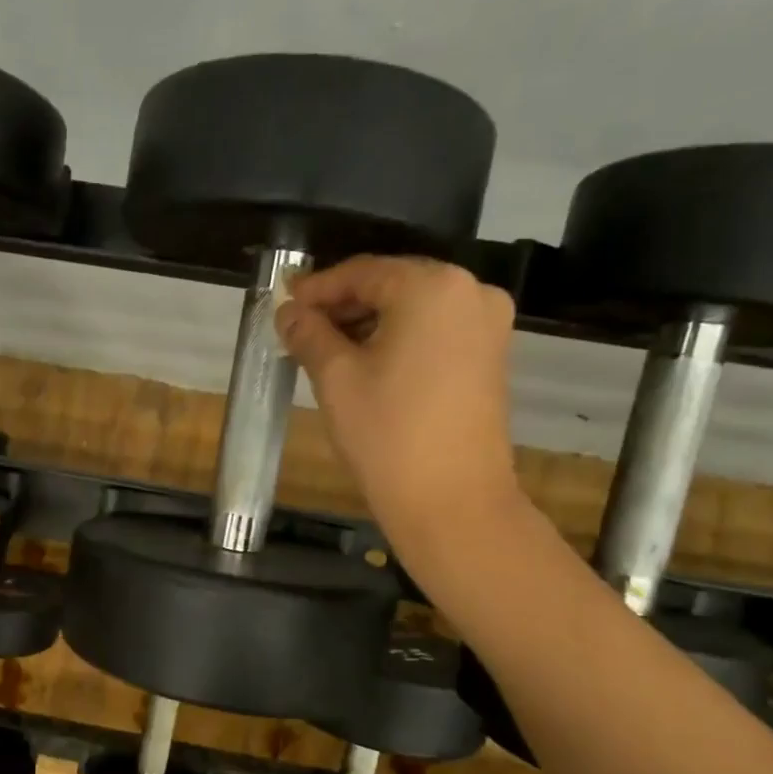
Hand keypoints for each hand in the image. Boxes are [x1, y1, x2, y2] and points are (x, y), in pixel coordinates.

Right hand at [277, 255, 522, 543]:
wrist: (452, 501)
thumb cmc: (388, 433)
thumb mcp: (335, 378)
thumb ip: (309, 333)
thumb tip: (288, 311)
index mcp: (432, 287)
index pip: (362, 272)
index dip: (317, 288)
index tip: (282, 303)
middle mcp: (470, 292)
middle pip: (391, 285)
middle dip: (343, 306)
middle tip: (299, 328)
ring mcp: (487, 325)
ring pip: (413, 309)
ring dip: (367, 324)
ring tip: (325, 350)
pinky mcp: (489, 356)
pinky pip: (433, 332)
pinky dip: (396, 340)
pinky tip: (364, 363)